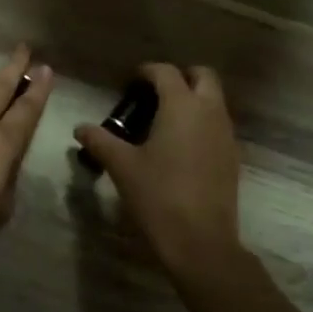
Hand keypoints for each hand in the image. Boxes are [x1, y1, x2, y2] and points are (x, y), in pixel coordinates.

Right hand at [74, 63, 242, 272]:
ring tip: (163, 120)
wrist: (200, 240)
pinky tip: (179, 147)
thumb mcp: (122, 166)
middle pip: (203, 76)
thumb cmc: (158, 196)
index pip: (166, 72)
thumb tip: (80, 128)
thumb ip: (100, 141)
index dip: (147, 71)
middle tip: (154, 94)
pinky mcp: (232, 156)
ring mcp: (225, 134)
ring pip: (214, 100)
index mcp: (182, 106)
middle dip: (180, 77)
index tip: (131, 81)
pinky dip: (201, 122)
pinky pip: (218, 125)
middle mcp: (209, 111)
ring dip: (193, 99)